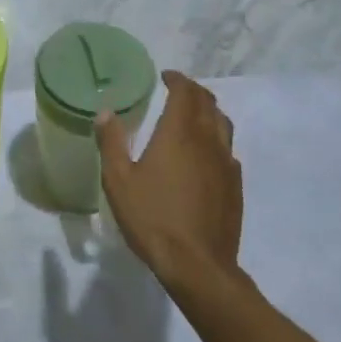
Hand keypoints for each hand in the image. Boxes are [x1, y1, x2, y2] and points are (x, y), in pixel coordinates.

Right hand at [98, 71, 241, 289]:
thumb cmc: (153, 218)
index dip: (177, 79)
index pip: (185, 92)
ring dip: (209, 112)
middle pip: (208, 103)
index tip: (166, 76)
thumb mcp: (119, 180)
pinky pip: (228, 150)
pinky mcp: (236, 186)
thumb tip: (105, 112)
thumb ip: (112, 142)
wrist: (197, 264)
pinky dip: (217, 140)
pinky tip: (206, 155)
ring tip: (194, 116)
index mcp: (179, 132)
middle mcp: (207, 140)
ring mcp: (226, 163)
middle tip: (178, 91)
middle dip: (194, 91)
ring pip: (223, 124)